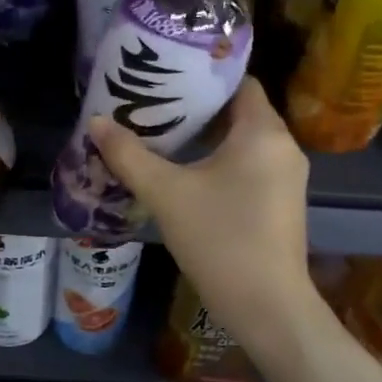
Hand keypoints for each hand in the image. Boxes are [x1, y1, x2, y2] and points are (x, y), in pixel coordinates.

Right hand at [88, 79, 318, 352]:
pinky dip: (220, 160)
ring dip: (207, 136)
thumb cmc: (219, 239)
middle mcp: (283, 147)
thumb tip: (95, 122)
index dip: (203, 76)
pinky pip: (249, 165)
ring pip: (244, 140)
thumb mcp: (166, 193)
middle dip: (197, 107)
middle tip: (153, 104)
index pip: (239, 82)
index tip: (166, 75)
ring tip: (162, 133)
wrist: (266, 306)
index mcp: (263, 132)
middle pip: (240, 110)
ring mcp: (286, 177)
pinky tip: (186, 171)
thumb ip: (129, 155)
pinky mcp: (281, 203)